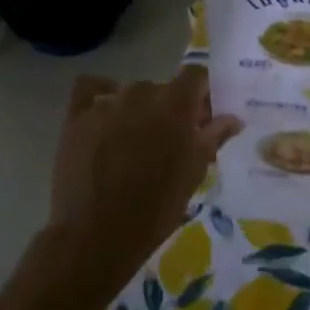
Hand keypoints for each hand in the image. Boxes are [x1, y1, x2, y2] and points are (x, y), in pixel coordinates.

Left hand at [40, 66, 241, 309]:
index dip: (202, 94)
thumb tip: (233, 119)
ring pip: (130, 94)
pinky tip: (105, 117)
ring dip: (138, 111)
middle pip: (163, 88)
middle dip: (171, 109)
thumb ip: (213, 137)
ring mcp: (106, 103)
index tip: (203, 118)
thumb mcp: (194, 172)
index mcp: (175, 103)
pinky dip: (100, 96)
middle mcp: (141, 93)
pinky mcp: (76, 117)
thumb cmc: (156, 207)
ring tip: (135, 143)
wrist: (98, 234)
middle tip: (171, 142)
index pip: (196, 75)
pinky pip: (90, 89)